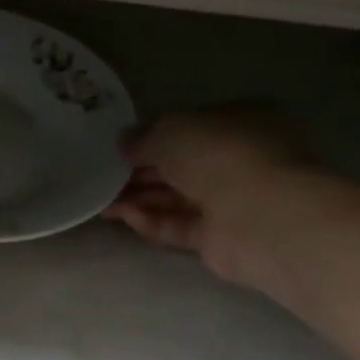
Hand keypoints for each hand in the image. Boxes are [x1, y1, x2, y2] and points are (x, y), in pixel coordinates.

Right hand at [104, 105, 306, 284]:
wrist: (259, 215)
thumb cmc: (219, 153)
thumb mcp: (169, 130)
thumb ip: (142, 137)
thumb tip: (124, 143)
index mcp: (239, 121)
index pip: (189, 126)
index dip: (151, 135)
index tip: (118, 145)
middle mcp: (239, 159)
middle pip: (180, 165)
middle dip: (140, 170)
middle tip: (100, 175)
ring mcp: (232, 200)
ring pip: (176, 197)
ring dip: (138, 197)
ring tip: (99, 200)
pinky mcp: (221, 238)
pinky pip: (178, 225)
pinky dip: (150, 221)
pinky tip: (121, 216)